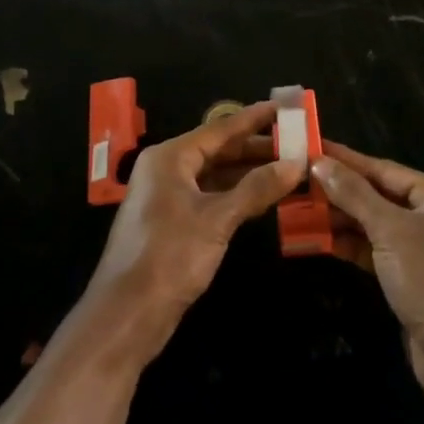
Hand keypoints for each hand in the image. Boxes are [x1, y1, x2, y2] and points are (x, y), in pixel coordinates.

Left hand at [83, 101, 305, 361]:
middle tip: (297, 143)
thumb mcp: (217, 219)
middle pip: (219, 150)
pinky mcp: (173, 223)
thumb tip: (296, 163)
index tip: (285, 108)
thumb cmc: (170, 256)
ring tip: (289, 168)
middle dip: (257, 148)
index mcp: (170, 157)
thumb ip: (257, 188)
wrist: (127, 315)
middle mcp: (167, 169)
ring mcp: (168, 197)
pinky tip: (264, 197)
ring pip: (216, 175)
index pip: (220, 129)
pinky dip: (237, 195)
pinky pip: (211, 196)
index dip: (255, 119)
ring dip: (249, 173)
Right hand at [313, 143, 423, 405]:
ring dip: (342, 220)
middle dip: (340, 192)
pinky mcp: (416, 280)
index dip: (347, 160)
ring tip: (302, 209)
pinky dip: (353, 245)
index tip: (313, 148)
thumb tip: (320, 163)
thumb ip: (354, 194)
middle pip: (380, 196)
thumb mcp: (390, 230)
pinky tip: (322, 240)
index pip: (385, 169)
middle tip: (299, 182)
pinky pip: (379, 251)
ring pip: (377, 225)